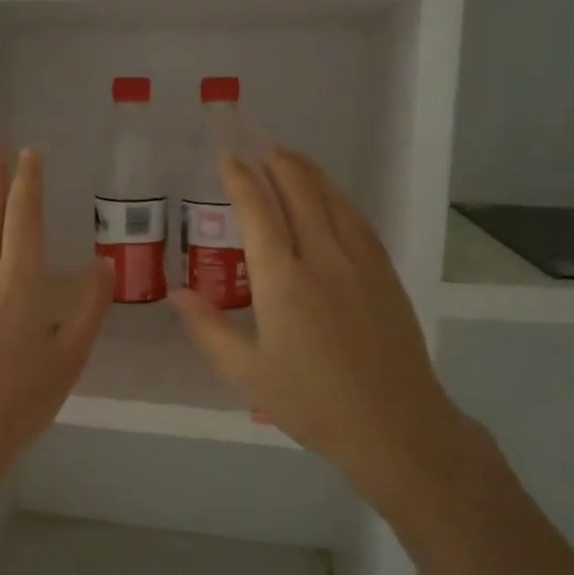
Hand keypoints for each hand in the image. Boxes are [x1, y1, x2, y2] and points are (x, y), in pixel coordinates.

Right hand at [172, 149, 471, 502]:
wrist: (395, 426)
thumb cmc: (313, 404)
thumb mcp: (247, 374)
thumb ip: (209, 329)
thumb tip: (178, 293)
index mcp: (283, 282)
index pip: (259, 213)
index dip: (241, 180)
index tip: (228, 159)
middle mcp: (323, 259)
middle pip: (300, 194)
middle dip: (278, 164)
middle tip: (260, 148)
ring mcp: (361, 263)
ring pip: (333, 201)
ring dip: (310, 174)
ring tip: (292, 159)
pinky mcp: (386, 274)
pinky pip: (358, 221)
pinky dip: (339, 199)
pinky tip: (332, 199)